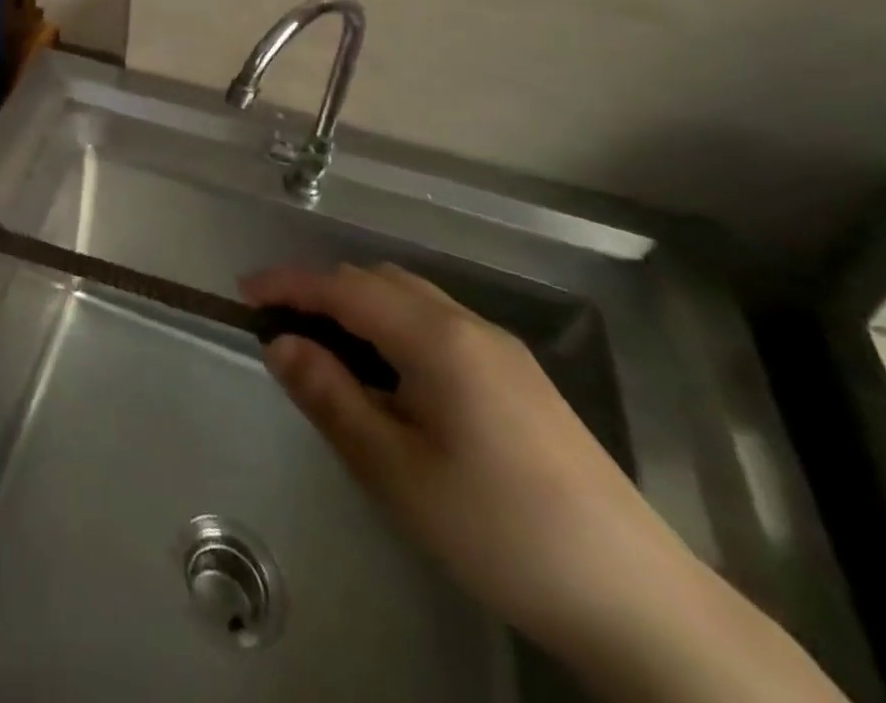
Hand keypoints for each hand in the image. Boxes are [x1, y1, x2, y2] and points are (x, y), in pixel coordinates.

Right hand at [239, 263, 690, 659]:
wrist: (642, 604)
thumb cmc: (499, 529)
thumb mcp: (393, 469)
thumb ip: (329, 395)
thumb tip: (279, 343)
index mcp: (436, 338)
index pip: (342, 287)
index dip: (288, 283)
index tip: (243, 292)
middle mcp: (470, 326)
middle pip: (377, 282)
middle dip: (320, 291)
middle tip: (280, 325)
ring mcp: (502, 351)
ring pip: (410, 301)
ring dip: (357, 308)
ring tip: (325, 349)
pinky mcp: (522, 380)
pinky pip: (437, 326)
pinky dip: (392, 328)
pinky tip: (389, 376)